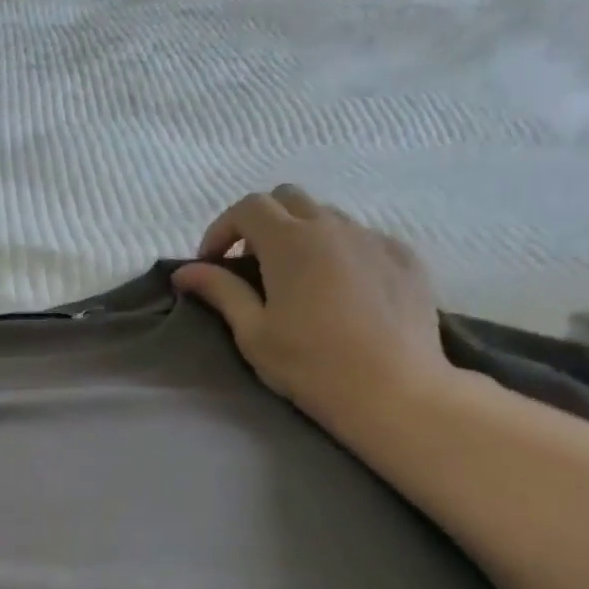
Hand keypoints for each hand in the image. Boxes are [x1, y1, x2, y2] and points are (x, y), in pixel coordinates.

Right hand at [172, 186, 451, 433]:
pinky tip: (339, 292)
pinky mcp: (404, 257)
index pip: (248, 208)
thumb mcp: (253, 333)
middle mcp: (334, 226)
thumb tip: (184, 271)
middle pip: (288, 199)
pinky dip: (338, 252)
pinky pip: (362, 238)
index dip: (222, 229)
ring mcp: (374, 238)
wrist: (392, 390)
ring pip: (327, 216)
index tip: (211, 264)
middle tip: (249, 266)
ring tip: (294, 279)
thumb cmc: (310, 365)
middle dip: (260, 223)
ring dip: (300, 235)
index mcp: (291, 242)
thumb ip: (220, 292)